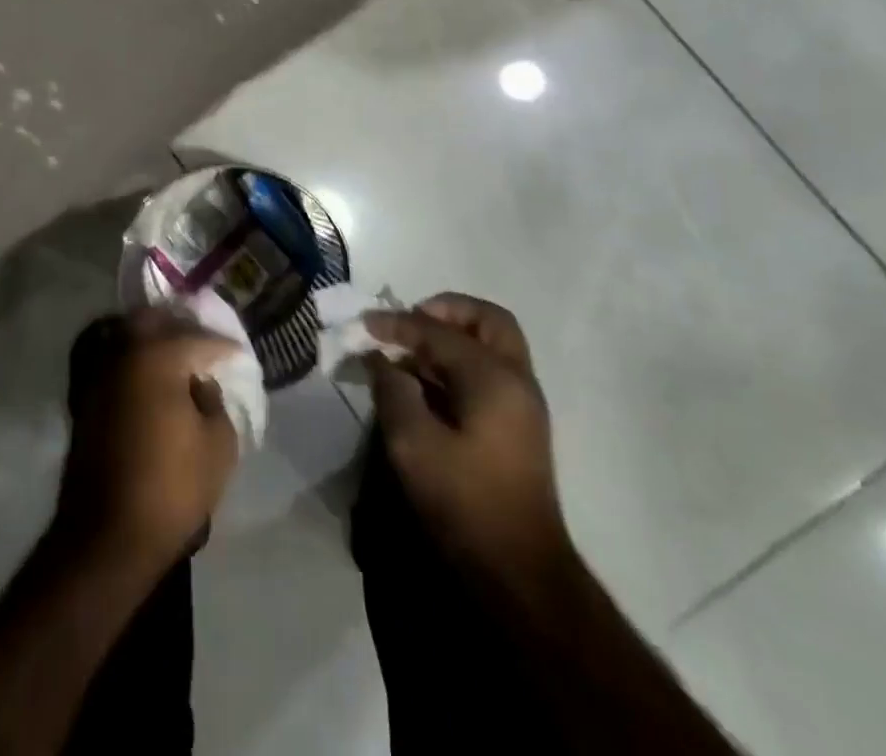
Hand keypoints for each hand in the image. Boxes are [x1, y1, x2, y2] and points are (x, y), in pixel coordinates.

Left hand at [52, 310, 242, 571]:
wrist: (108, 535)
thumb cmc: (172, 487)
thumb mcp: (218, 445)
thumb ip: (214, 401)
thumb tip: (199, 384)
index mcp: (157, 355)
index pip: (198, 338)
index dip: (223, 346)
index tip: (237, 355)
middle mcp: (123, 352)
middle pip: (151, 320)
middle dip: (179, 326)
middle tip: (201, 343)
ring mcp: (97, 373)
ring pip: (125, 334)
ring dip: (150, 339)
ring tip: (174, 358)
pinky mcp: (82, 398)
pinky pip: (109, 360)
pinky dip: (129, 359)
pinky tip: (148, 379)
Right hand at [367, 294, 570, 579]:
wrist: (519, 574)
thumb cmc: (465, 502)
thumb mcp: (413, 444)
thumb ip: (392, 390)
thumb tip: (379, 358)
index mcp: (494, 378)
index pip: (438, 330)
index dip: (397, 323)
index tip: (363, 324)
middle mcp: (517, 380)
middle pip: (487, 321)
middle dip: (445, 311)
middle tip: (408, 322)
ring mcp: (522, 404)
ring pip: (491, 345)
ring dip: (451, 337)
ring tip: (408, 353)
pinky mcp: (517, 426)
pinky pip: (489, 372)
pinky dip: (458, 363)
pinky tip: (424, 383)